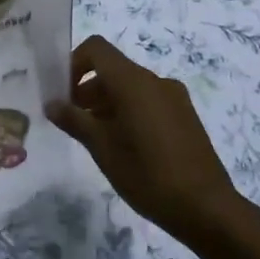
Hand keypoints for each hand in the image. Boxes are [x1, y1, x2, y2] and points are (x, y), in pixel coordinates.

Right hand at [47, 36, 238, 245]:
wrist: (208, 209)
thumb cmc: (148, 175)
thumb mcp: (103, 149)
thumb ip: (74, 120)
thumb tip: (51, 103)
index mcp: (133, 81)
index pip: (96, 49)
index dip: (74, 63)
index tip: (63, 94)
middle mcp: (154, 80)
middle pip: (113, 69)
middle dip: (88, 89)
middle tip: (73, 121)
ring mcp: (174, 97)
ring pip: (131, 87)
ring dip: (107, 102)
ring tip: (96, 138)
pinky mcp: (185, 116)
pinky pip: (149, 101)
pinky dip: (129, 111)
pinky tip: (125, 146)